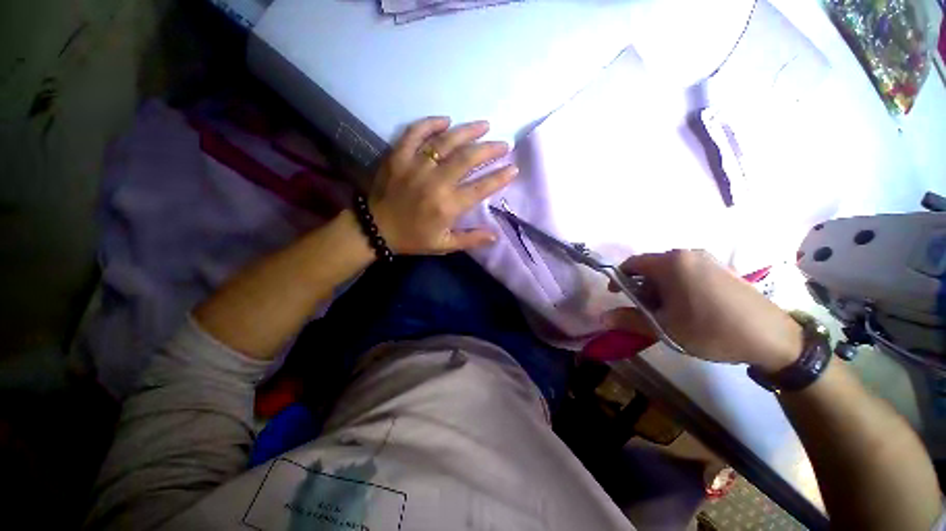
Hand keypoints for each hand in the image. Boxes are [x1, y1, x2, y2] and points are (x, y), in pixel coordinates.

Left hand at [368, 117, 517, 254]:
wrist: (375, 229)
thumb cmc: (413, 238)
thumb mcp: (444, 245)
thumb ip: (470, 239)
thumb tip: (496, 236)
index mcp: (448, 205)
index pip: (481, 187)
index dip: (500, 177)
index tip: (513, 168)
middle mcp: (435, 182)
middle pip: (468, 158)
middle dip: (490, 149)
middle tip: (504, 144)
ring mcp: (415, 165)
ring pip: (446, 141)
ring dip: (468, 131)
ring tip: (484, 125)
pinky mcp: (398, 156)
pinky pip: (415, 133)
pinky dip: (431, 123)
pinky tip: (446, 120)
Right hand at [603, 250, 802, 372]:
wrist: (772, 338)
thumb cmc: (710, 329)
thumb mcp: (664, 327)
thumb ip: (629, 319)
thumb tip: (602, 317)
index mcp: (671, 263)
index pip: (632, 264)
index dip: (619, 279)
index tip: (616, 297)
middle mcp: (687, 254)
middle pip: (651, 267)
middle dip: (641, 288)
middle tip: (645, 311)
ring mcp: (707, 260)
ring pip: (669, 271)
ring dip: (659, 289)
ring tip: (667, 313)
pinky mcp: (721, 269)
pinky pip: (688, 273)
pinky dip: (677, 288)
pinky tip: (688, 309)